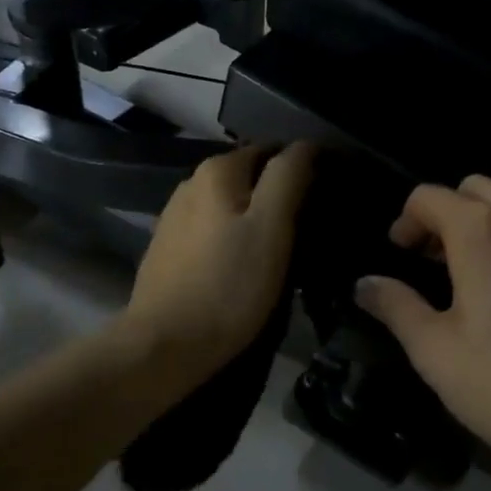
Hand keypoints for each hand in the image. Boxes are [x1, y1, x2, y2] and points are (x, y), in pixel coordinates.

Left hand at [119, 142, 317, 389]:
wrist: (164, 346)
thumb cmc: (228, 285)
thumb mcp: (271, 228)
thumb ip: (289, 177)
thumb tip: (306, 144)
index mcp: (217, 170)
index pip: (272, 151)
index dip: (302, 169)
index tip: (326, 198)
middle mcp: (191, 183)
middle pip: (249, 177)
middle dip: (278, 195)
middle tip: (309, 228)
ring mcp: (175, 216)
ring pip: (230, 205)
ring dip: (255, 218)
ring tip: (282, 249)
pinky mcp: (168, 249)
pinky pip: (212, 230)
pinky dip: (232, 238)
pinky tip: (244, 265)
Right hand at [354, 176, 490, 485]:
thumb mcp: (435, 352)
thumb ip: (394, 306)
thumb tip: (364, 284)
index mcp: (482, 232)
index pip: (430, 197)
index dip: (407, 220)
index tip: (403, 253)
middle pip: (477, 190)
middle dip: (451, 214)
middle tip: (441, 261)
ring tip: (490, 279)